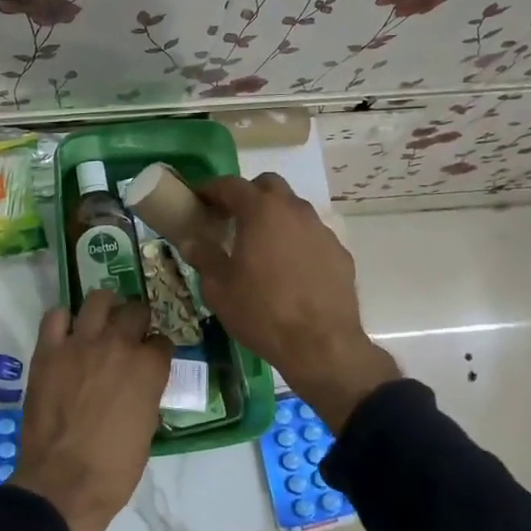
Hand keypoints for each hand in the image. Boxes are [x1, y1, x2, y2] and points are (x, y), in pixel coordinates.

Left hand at [11, 289, 171, 530]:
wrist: (63, 483)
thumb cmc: (114, 469)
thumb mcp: (147, 429)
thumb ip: (146, 394)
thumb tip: (139, 384)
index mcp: (149, 367)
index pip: (163, 341)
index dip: (158, 350)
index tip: (153, 358)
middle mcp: (119, 345)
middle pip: (136, 311)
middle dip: (137, 321)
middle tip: (130, 335)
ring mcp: (81, 343)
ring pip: (98, 299)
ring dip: (105, 307)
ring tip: (102, 320)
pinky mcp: (49, 351)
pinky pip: (55, 317)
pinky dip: (63, 321)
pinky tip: (67, 334)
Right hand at [176, 174, 398, 431]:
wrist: (321, 345)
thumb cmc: (262, 312)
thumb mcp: (219, 288)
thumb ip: (203, 257)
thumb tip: (190, 240)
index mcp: (261, 211)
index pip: (231, 185)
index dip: (211, 189)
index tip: (198, 199)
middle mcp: (294, 210)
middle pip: (268, 186)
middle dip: (248, 195)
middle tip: (231, 218)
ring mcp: (321, 230)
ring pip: (293, 209)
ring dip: (274, 218)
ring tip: (260, 246)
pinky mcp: (339, 252)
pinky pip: (311, 236)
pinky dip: (295, 241)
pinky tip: (289, 270)